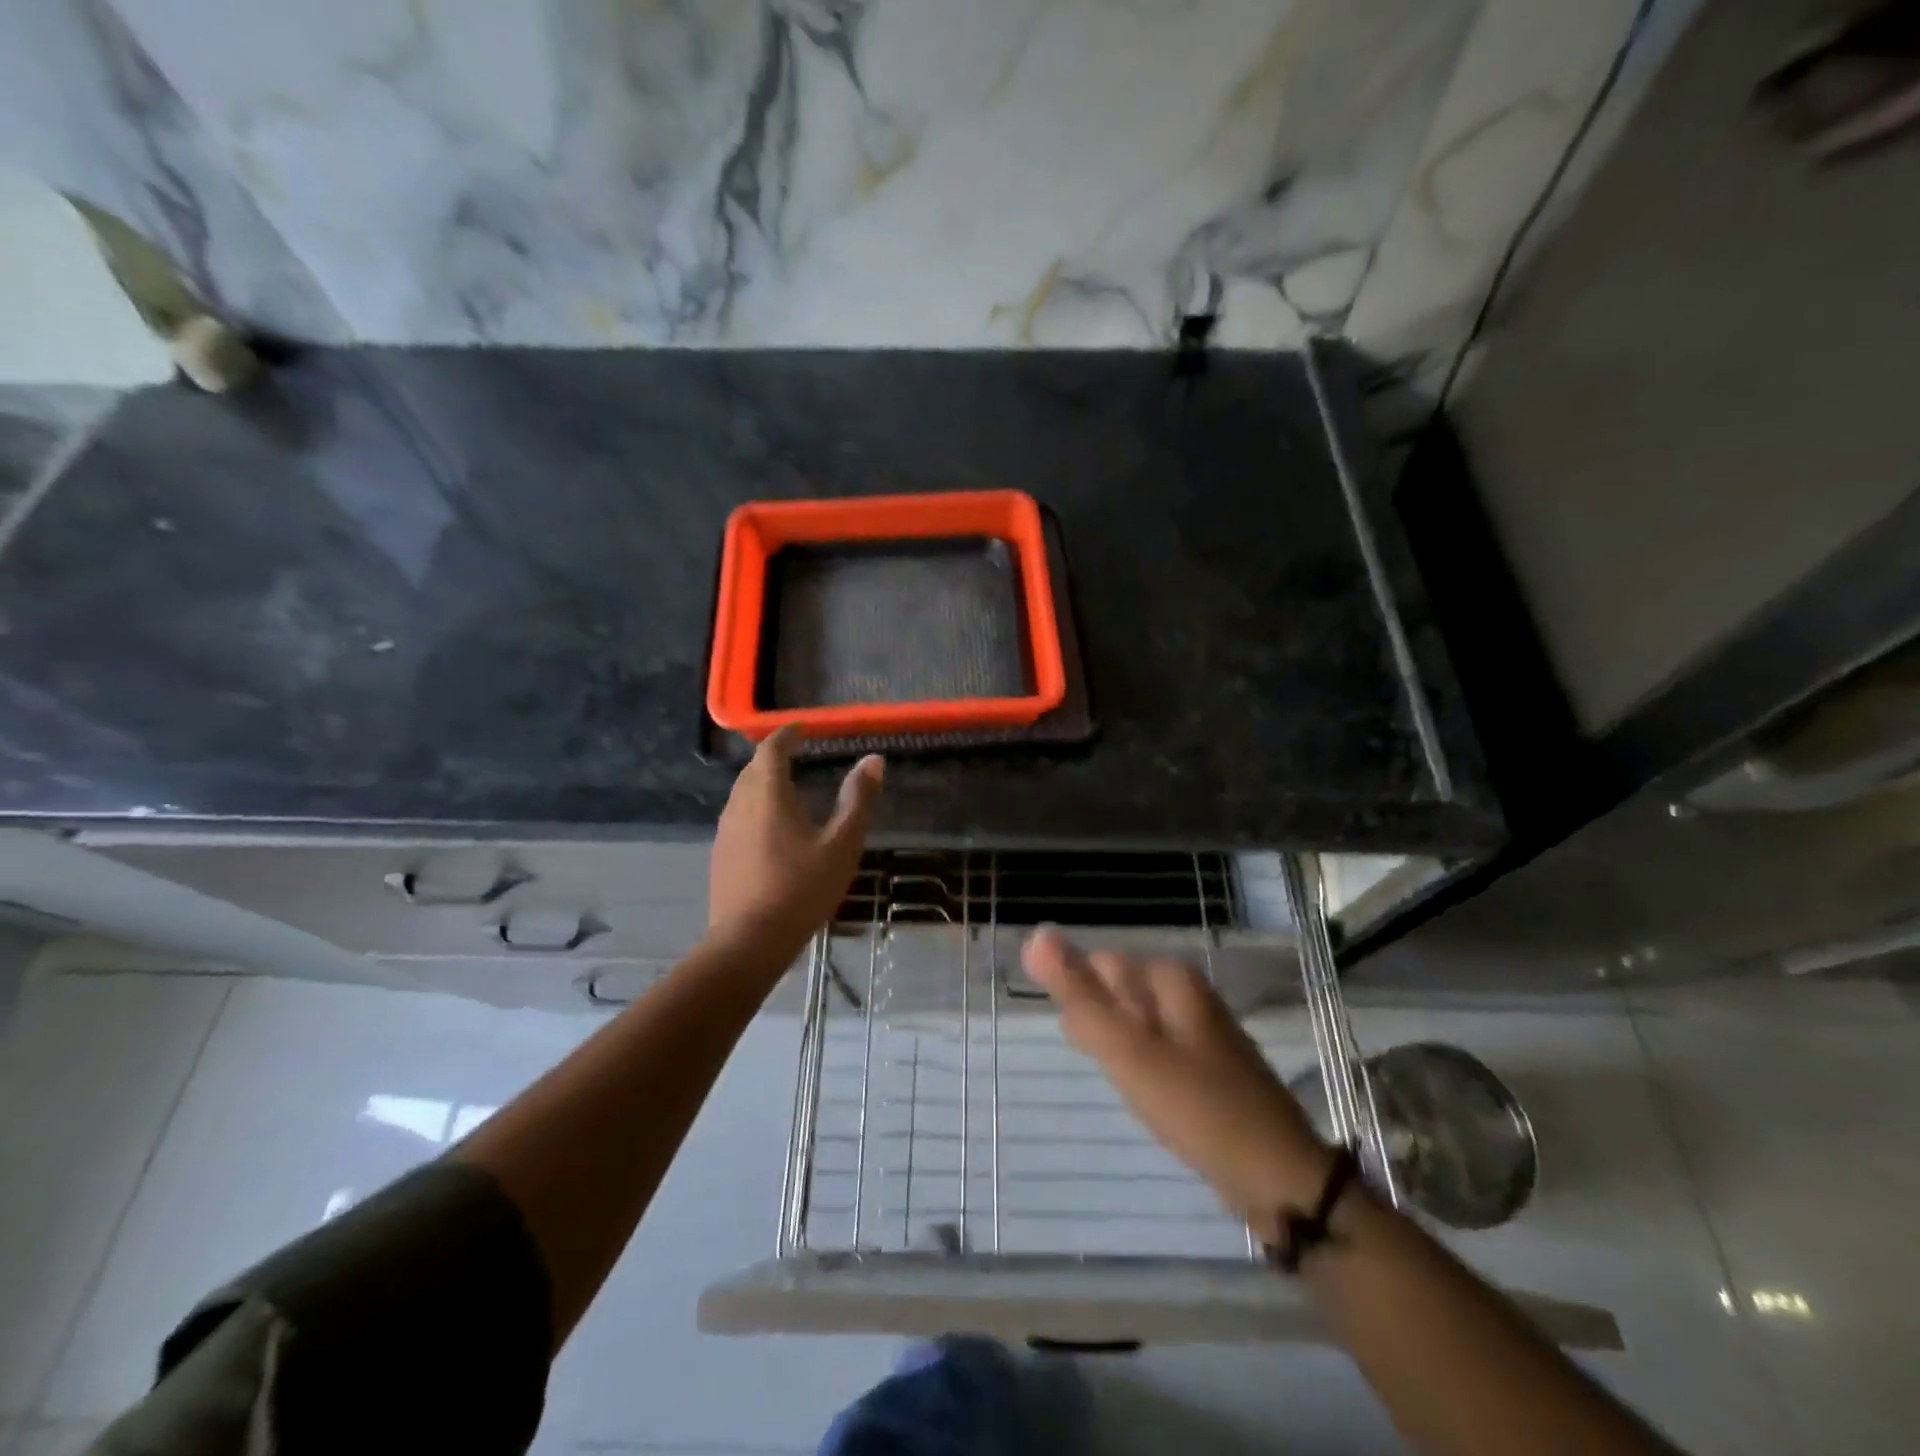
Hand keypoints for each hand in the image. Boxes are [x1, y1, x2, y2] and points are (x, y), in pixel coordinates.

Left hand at [708, 728, 883, 963]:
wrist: (749, 941)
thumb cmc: (802, 888)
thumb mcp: (842, 844)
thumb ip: (858, 800)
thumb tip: (874, 760)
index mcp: (768, 794)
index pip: (771, 750)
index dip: (786, 736)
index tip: (802, 730)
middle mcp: (739, 804)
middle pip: (753, 769)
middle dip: (773, 757)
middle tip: (797, 756)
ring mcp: (725, 831)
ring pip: (742, 793)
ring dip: (763, 783)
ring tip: (788, 791)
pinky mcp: (720, 855)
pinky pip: (738, 816)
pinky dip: (755, 808)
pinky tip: (772, 830)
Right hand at [1023, 929, 1334, 1240]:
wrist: (1281, 1179)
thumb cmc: (1198, 1107)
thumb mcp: (1128, 1050)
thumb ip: (1080, 995)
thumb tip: (1036, 935)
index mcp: (1170, 979)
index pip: (1099, 965)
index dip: (1081, 1003)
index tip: (1085, 1045)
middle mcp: (1189, 993)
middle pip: (1119, 993)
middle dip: (1101, 1027)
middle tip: (1112, 1069)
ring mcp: (1202, 1030)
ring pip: (1136, 1025)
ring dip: (1120, 1051)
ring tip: (1128, 1087)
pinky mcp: (1209, 1066)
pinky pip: (1158, 1052)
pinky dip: (1143, 1070)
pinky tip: (1149, 1099)